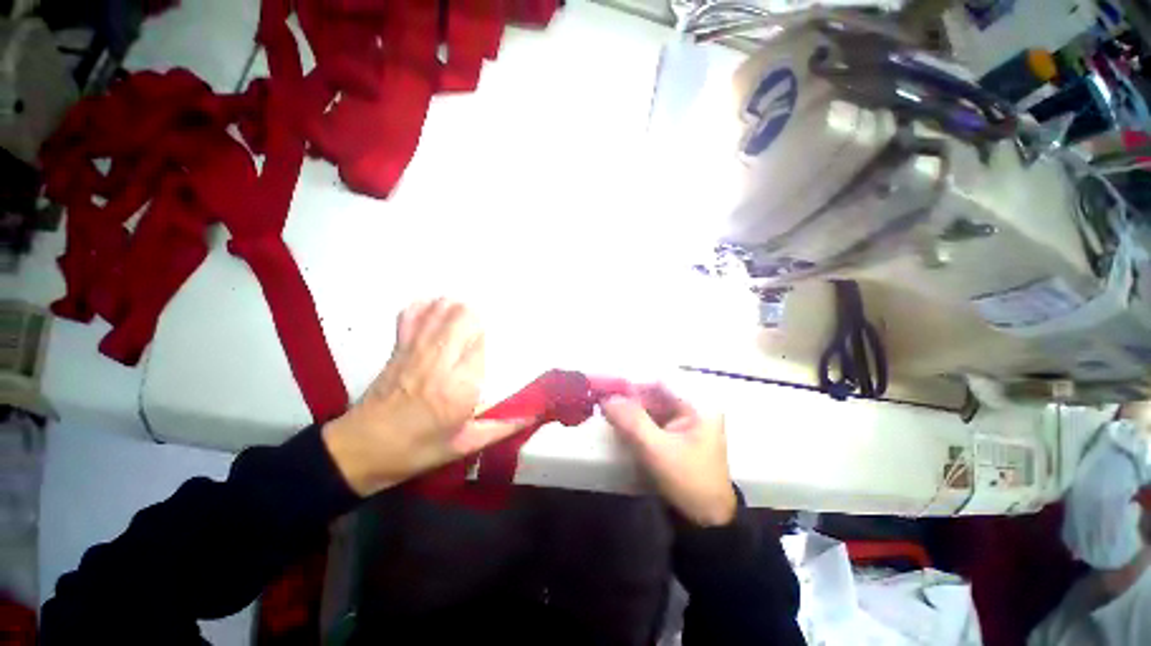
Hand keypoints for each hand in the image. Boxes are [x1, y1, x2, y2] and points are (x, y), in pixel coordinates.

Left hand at [323, 299, 524, 496]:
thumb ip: (503, 426)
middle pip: (463, 317)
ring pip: (440, 310)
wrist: (360, 450)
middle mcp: (438, 363)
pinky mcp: (397, 348)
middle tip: (485, 328)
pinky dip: (426, 307)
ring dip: (457, 307)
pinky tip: (437, 311)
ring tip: (467, 316)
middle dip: (479, 316)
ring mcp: (414, 351)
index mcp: (458, 389)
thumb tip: (534, 411)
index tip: (502, 340)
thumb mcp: (465, 445)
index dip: (494, 337)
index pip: (483, 344)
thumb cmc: (417, 450)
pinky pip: (411, 315)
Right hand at [601, 386, 736, 526]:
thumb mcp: (657, 450)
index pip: (660, 381)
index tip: (608, 386)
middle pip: (655, 392)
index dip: (633, 381)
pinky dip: (635, 420)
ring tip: (606, 409)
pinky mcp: (676, 432)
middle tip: (602, 400)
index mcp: (698, 405)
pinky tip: (619, 422)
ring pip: (651, 404)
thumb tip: (606, 398)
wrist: (705, 522)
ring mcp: (685, 420)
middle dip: (628, 396)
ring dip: (629, 408)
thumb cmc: (688, 482)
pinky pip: (652, 418)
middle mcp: (693, 406)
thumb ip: (631, 421)